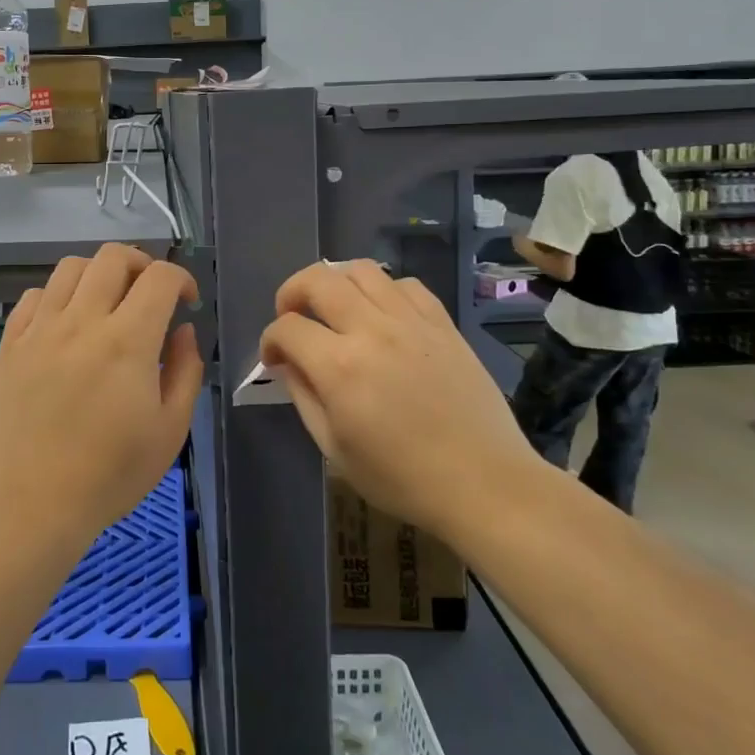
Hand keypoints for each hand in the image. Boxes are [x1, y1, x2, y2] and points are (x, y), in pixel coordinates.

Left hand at [0, 245, 202, 553]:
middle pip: (113, 257)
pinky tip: (65, 322)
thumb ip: (185, 372)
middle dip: (141, 264)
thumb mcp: (169, 432)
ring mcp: (40, 329)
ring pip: (70, 267)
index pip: (158, 277)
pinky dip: (57, 296)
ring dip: (98, 273)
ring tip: (107, 302)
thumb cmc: (108, 475)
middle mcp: (82, 321)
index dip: (181, 278)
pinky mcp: (11, 344)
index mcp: (127, 341)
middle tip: (150, 293)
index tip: (187, 302)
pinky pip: (33, 295)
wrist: (27, 503)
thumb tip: (183, 331)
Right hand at [259, 261, 542, 535]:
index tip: (273, 359)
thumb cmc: (402, 478)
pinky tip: (381, 314)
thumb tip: (287, 364)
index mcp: (339, 367)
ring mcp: (411, 322)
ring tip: (334, 307)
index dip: (270, 340)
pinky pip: (405, 284)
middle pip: (318, 280)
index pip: (287, 328)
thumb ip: (304, 397)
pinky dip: (383, 290)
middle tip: (292, 316)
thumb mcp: (335, 450)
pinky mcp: (443, 324)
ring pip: (361, 270)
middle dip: (292, 292)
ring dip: (336, 282)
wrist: (485, 484)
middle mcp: (372, 330)